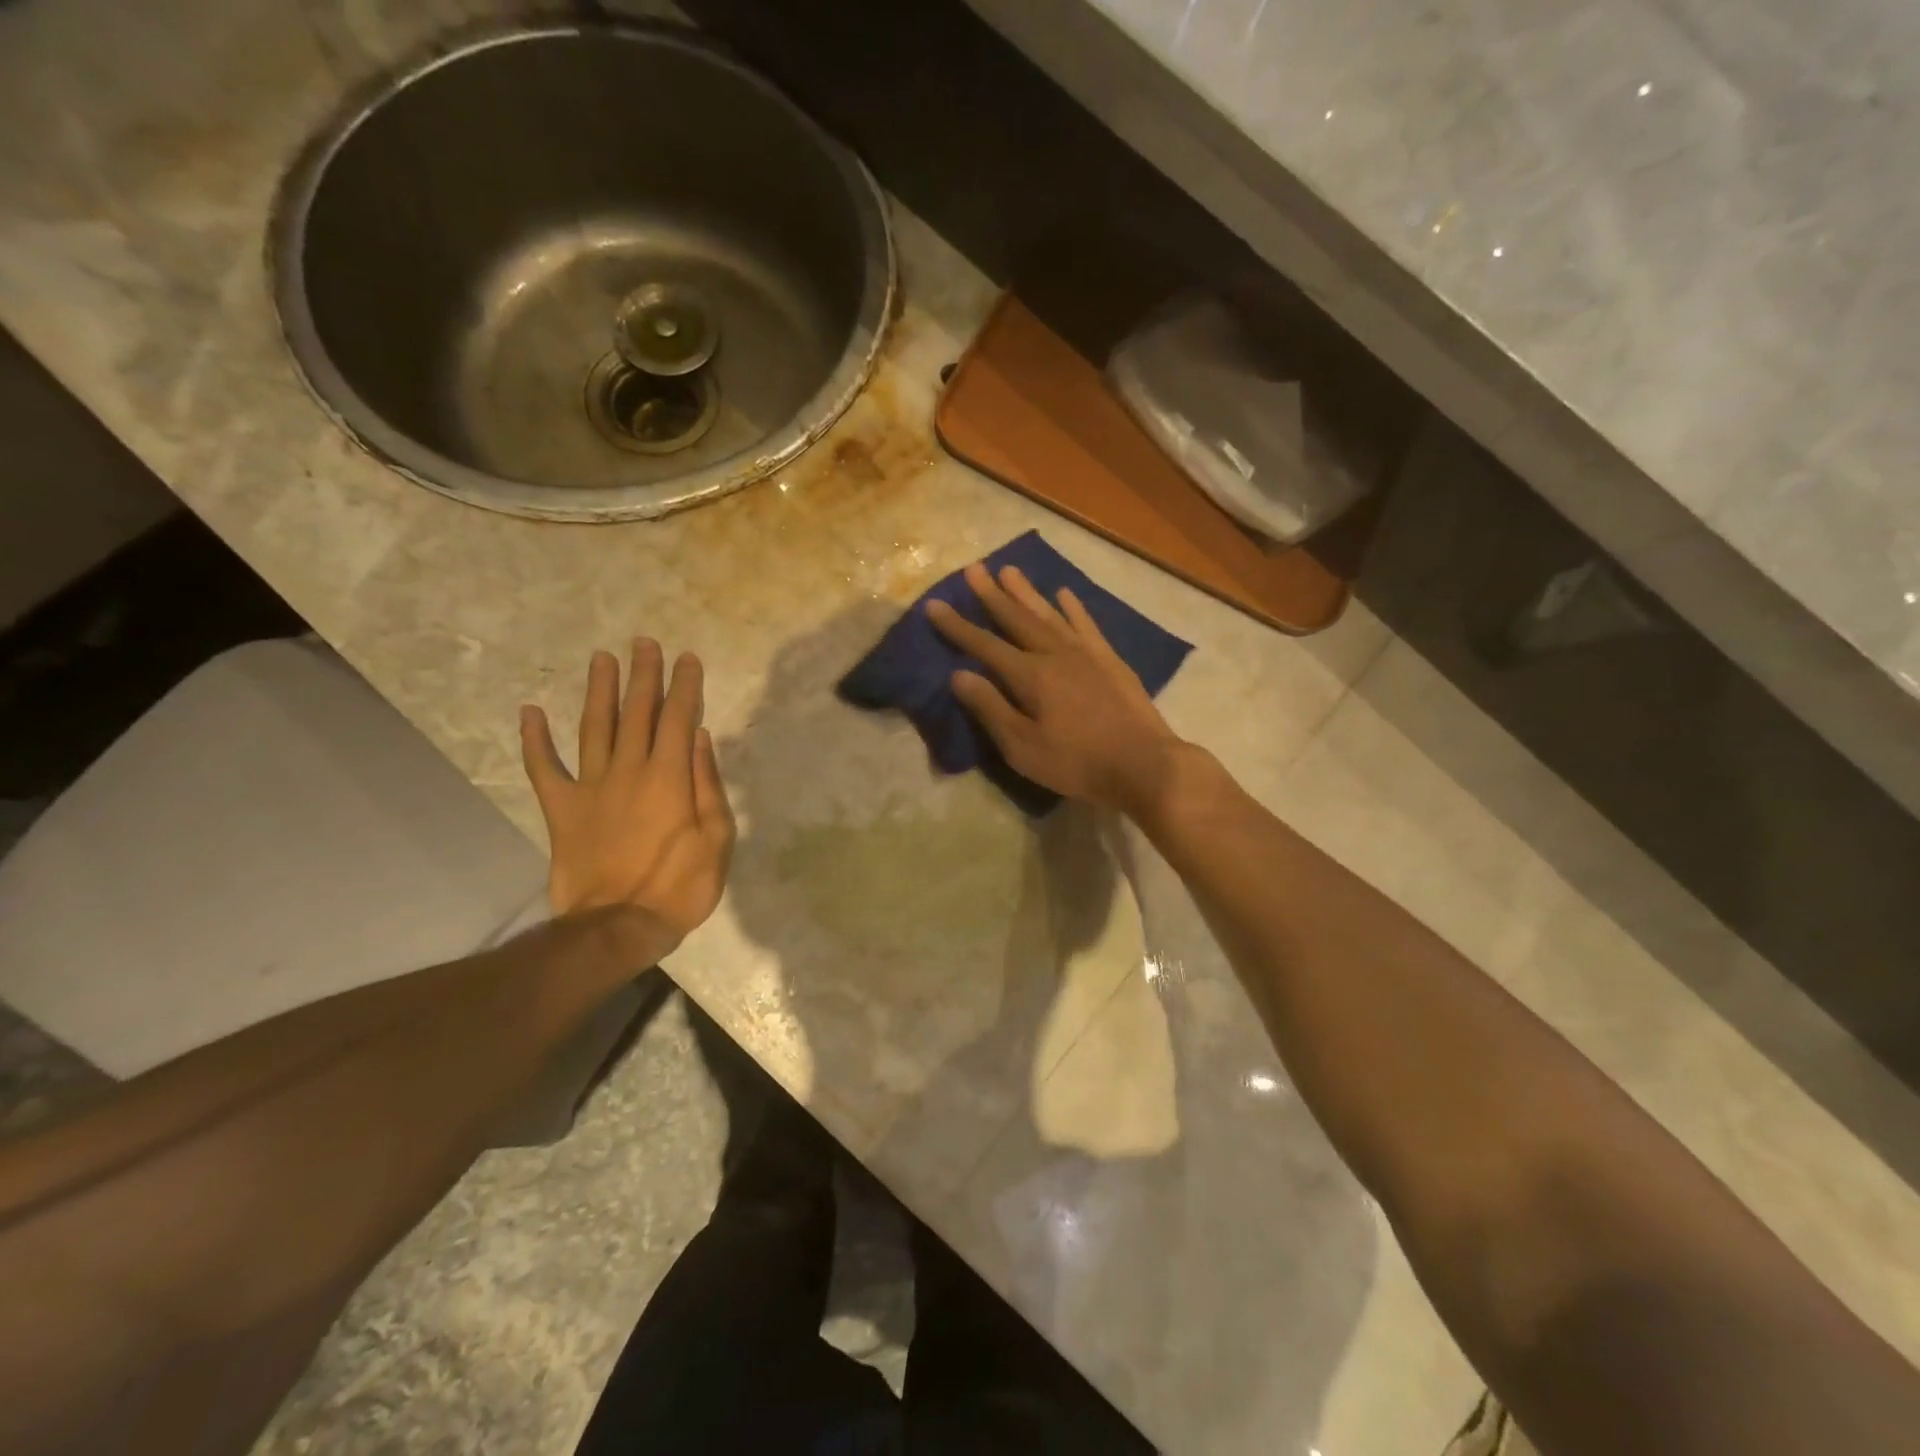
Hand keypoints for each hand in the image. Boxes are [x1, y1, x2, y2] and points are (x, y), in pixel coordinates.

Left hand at [520, 640, 735, 934]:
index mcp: (668, 777)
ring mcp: (591, 787)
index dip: (683, 686)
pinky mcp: (562, 809)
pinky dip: (535, 740)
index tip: (687, 658)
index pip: (678, 718)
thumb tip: (697, 736)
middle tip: (644, 643)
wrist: (619, 925)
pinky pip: (544, 768)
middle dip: (643, 675)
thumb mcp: (716, 838)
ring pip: (594, 727)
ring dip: (599, 690)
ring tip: (601, 658)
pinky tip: (530, 712)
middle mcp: (629, 770)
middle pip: (636, 712)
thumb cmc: (680, 885)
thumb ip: (707, 783)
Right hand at [927, 562, 1186, 816]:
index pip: (984, 645)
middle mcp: (1055, 653)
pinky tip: (1064, 593)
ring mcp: (1085, 653)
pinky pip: (1086, 624)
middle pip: (1016, 619)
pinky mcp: (1110, 660)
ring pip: (1049, 614)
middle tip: (974, 568)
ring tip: (1009, 570)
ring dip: (1027, 593)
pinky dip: (1073, 608)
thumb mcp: (1022, 747)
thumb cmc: (1076, 762)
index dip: (957, 626)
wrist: (1144, 764)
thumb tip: (959, 675)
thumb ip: (991, 708)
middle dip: (991, 595)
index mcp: (1029, 675)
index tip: (934, 604)